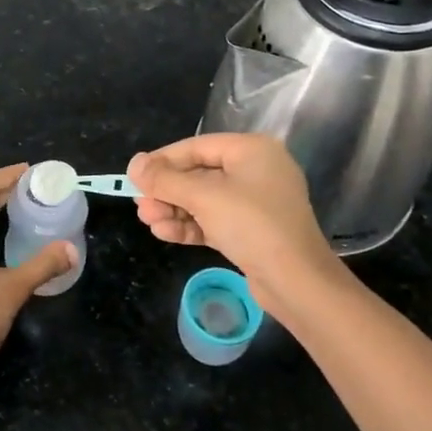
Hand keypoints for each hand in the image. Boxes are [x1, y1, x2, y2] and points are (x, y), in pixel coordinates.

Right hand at [128, 134, 340, 310]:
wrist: (297, 283)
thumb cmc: (252, 225)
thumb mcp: (203, 197)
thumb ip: (165, 179)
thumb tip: (134, 164)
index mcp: (251, 150)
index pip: (196, 147)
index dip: (162, 160)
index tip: (135, 176)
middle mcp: (254, 171)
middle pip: (197, 174)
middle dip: (166, 191)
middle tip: (140, 205)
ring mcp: (254, 202)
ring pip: (202, 200)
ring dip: (173, 210)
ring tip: (148, 221)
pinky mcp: (250, 231)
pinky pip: (212, 220)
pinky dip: (189, 225)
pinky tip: (164, 233)